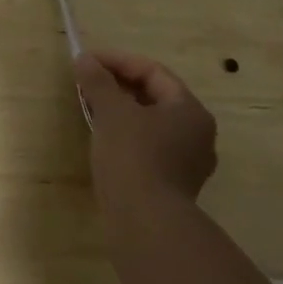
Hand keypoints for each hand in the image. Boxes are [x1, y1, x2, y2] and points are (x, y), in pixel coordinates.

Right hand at [73, 49, 216, 210]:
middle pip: (155, 97)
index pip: (153, 72)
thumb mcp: (112, 112)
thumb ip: (98, 81)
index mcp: (190, 110)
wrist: (145, 224)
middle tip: (87, 83)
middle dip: (119, 86)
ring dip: (121, 111)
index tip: (87, 62)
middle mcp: (197, 133)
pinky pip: (149, 147)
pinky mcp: (173, 185)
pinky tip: (104, 140)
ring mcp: (188, 162)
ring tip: (91, 108)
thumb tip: (84, 59)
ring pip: (151, 124)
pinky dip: (127, 136)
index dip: (118, 61)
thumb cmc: (133, 157)